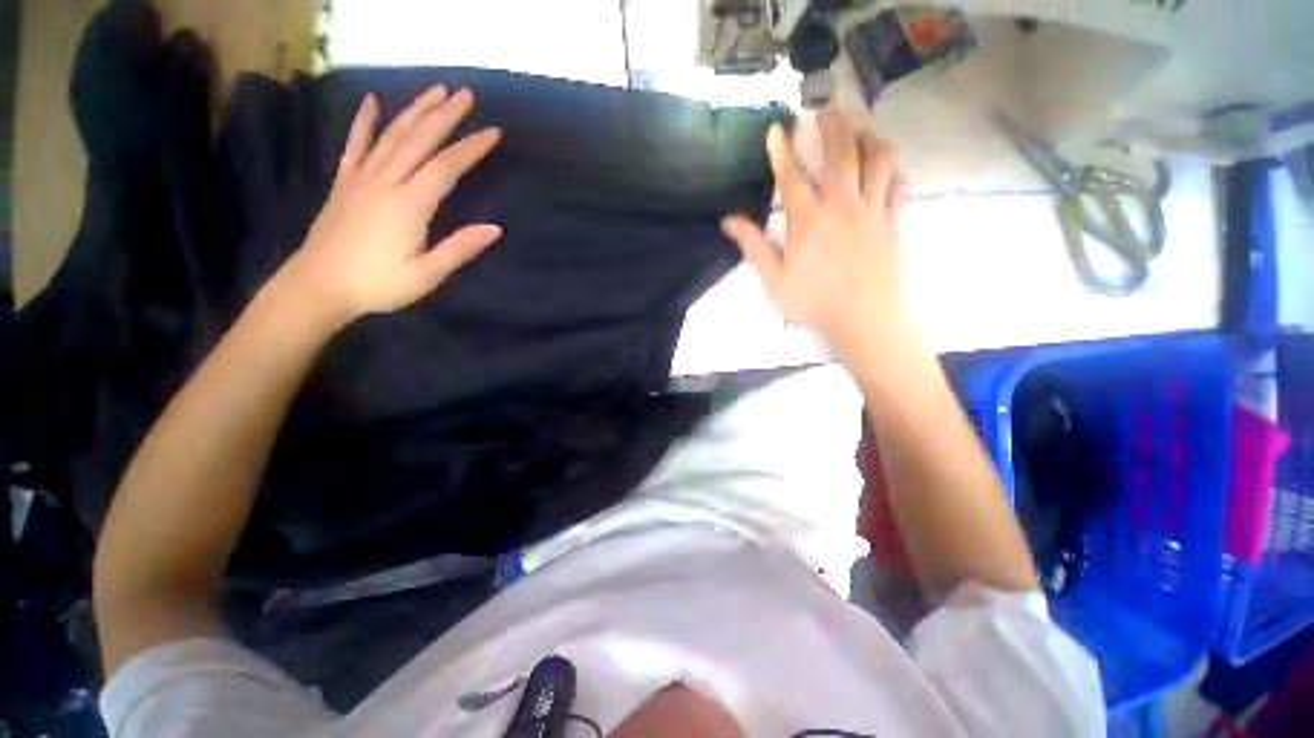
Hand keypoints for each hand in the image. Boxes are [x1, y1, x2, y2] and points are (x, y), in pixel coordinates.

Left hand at [277, 86, 502, 326]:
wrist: (318, 286)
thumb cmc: (377, 285)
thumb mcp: (425, 275)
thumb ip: (459, 249)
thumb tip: (495, 229)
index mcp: (409, 205)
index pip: (446, 167)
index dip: (470, 148)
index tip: (493, 132)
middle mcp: (385, 181)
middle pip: (419, 139)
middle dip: (444, 115)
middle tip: (466, 94)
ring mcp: (361, 177)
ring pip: (392, 134)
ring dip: (415, 110)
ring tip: (435, 90)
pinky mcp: (344, 182)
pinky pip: (355, 144)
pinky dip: (364, 121)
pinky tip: (372, 101)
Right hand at [721, 110, 906, 352]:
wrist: (864, 318)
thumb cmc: (814, 302)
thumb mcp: (774, 280)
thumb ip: (753, 247)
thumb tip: (729, 221)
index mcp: (808, 220)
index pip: (791, 175)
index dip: (782, 149)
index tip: (777, 127)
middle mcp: (842, 204)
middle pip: (841, 152)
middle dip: (832, 125)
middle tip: (824, 110)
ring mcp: (872, 209)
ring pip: (878, 158)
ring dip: (868, 137)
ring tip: (859, 130)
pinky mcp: (893, 220)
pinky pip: (897, 183)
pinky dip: (891, 168)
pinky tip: (884, 166)